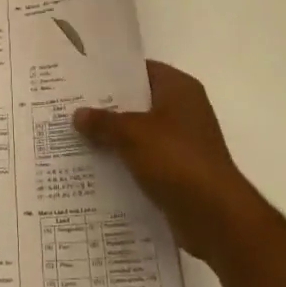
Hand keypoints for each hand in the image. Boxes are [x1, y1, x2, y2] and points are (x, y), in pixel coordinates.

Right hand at [75, 60, 265, 266]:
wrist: (215, 216)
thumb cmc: (176, 159)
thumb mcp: (132, 134)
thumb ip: (104, 122)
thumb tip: (78, 114)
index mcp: (179, 88)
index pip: (141, 70)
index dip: (112, 73)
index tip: (80, 78)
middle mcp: (184, 110)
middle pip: (138, 102)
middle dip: (107, 107)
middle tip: (70, 107)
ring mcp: (183, 142)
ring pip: (140, 133)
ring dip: (114, 138)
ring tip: (75, 137)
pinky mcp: (180, 171)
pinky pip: (145, 159)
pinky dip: (125, 162)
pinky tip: (96, 168)